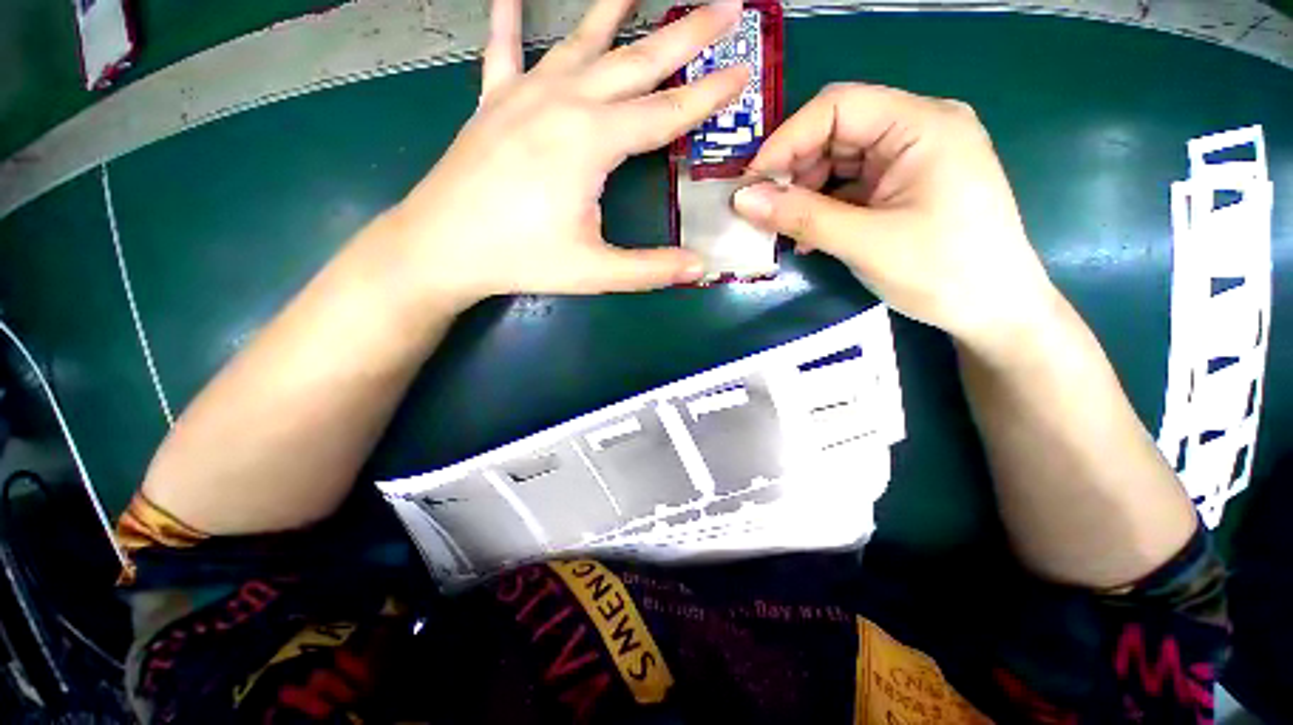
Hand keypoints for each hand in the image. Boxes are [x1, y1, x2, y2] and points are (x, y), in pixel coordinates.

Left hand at [385, 0, 748, 306]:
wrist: (441, 248)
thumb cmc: (521, 259)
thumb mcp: (594, 271)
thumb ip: (650, 269)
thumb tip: (699, 269)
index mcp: (591, 141)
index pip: (666, 112)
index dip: (709, 95)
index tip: (744, 70)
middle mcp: (563, 102)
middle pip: (636, 61)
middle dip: (685, 34)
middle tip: (724, 5)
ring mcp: (524, 95)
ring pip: (580, 41)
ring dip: (614, 9)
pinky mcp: (493, 101)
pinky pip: (503, 47)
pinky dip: (508, 15)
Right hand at [732, 83, 1058, 352]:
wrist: (994, 311)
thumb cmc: (942, 272)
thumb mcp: (864, 243)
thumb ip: (801, 217)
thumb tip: (742, 200)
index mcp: (922, 124)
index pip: (838, 106)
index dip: (786, 141)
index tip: (750, 184)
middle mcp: (917, 128)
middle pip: (836, 131)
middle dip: (793, 170)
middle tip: (761, 211)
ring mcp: (911, 158)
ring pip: (838, 160)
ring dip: (804, 193)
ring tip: (783, 229)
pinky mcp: (903, 185)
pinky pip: (850, 185)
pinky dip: (822, 207)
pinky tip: (808, 236)